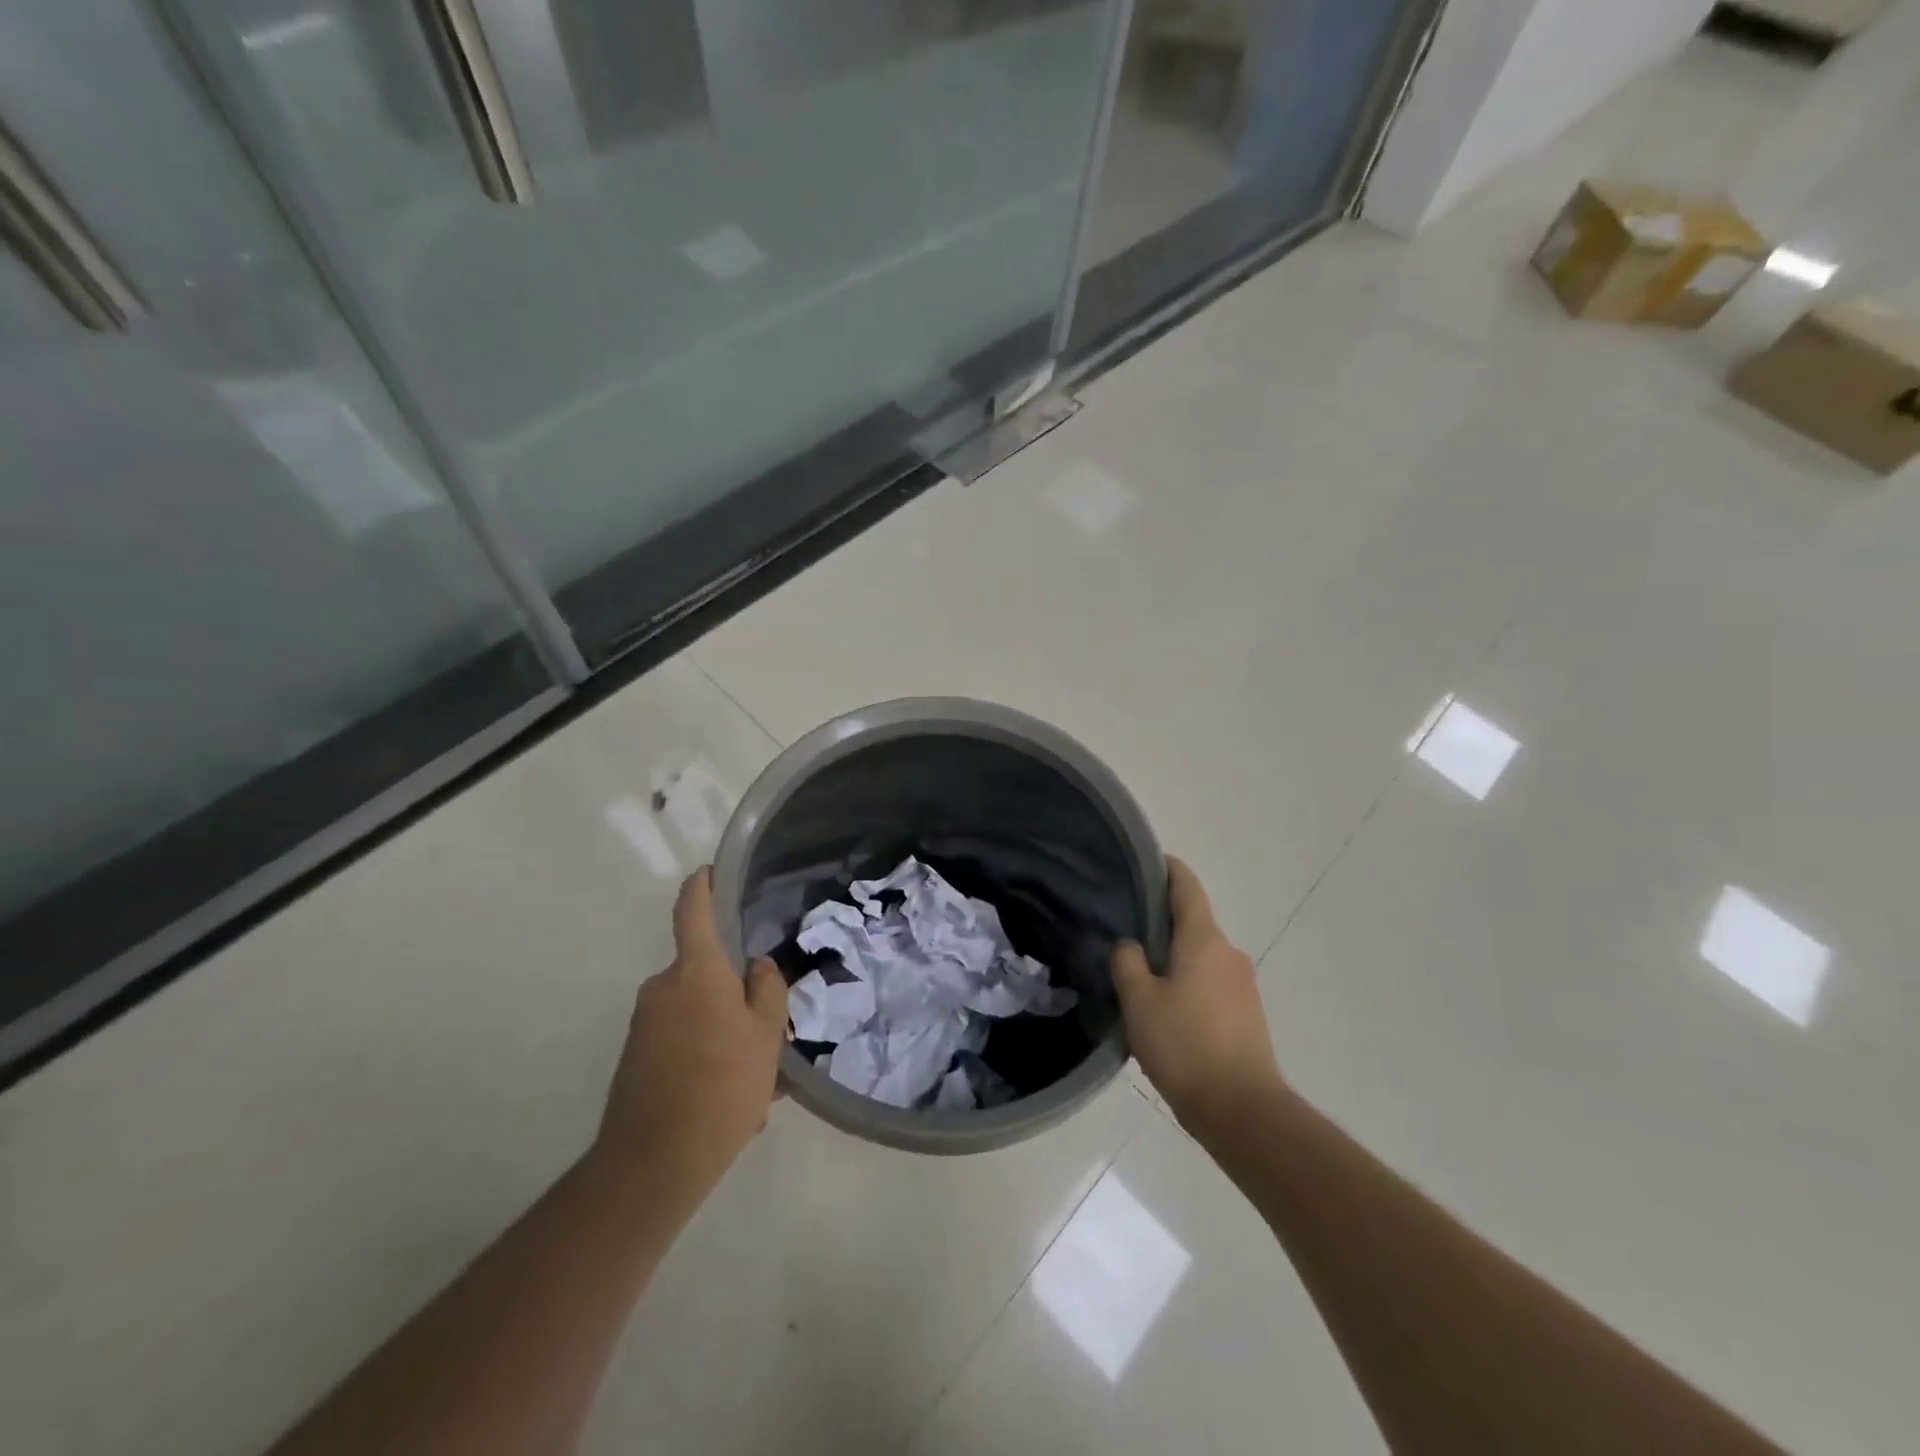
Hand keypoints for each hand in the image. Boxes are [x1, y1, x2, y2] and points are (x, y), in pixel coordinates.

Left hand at [595, 868, 788, 1197]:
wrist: (654, 1163)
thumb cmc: (722, 1084)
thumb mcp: (767, 1035)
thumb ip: (767, 990)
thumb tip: (757, 966)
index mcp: (696, 971)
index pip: (692, 909)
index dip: (704, 884)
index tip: (714, 871)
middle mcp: (662, 987)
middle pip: (703, 970)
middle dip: (733, 991)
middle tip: (766, 1028)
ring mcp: (644, 1023)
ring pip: (696, 1012)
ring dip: (723, 1032)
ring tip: (753, 1079)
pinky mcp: (635, 1056)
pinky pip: (680, 1040)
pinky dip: (704, 1056)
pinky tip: (728, 1100)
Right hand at [1112, 857, 1284, 1138]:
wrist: (1243, 1111)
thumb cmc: (1185, 1045)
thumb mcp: (1139, 1001)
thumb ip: (1128, 963)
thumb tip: (1130, 946)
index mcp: (1204, 940)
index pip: (1186, 887)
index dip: (1167, 869)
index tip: (1146, 862)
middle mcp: (1229, 953)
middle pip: (1192, 923)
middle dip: (1161, 922)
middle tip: (1124, 929)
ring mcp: (1243, 985)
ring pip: (1200, 957)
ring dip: (1173, 959)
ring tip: (1138, 976)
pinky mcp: (1247, 1015)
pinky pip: (1210, 984)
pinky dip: (1187, 984)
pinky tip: (1164, 1010)